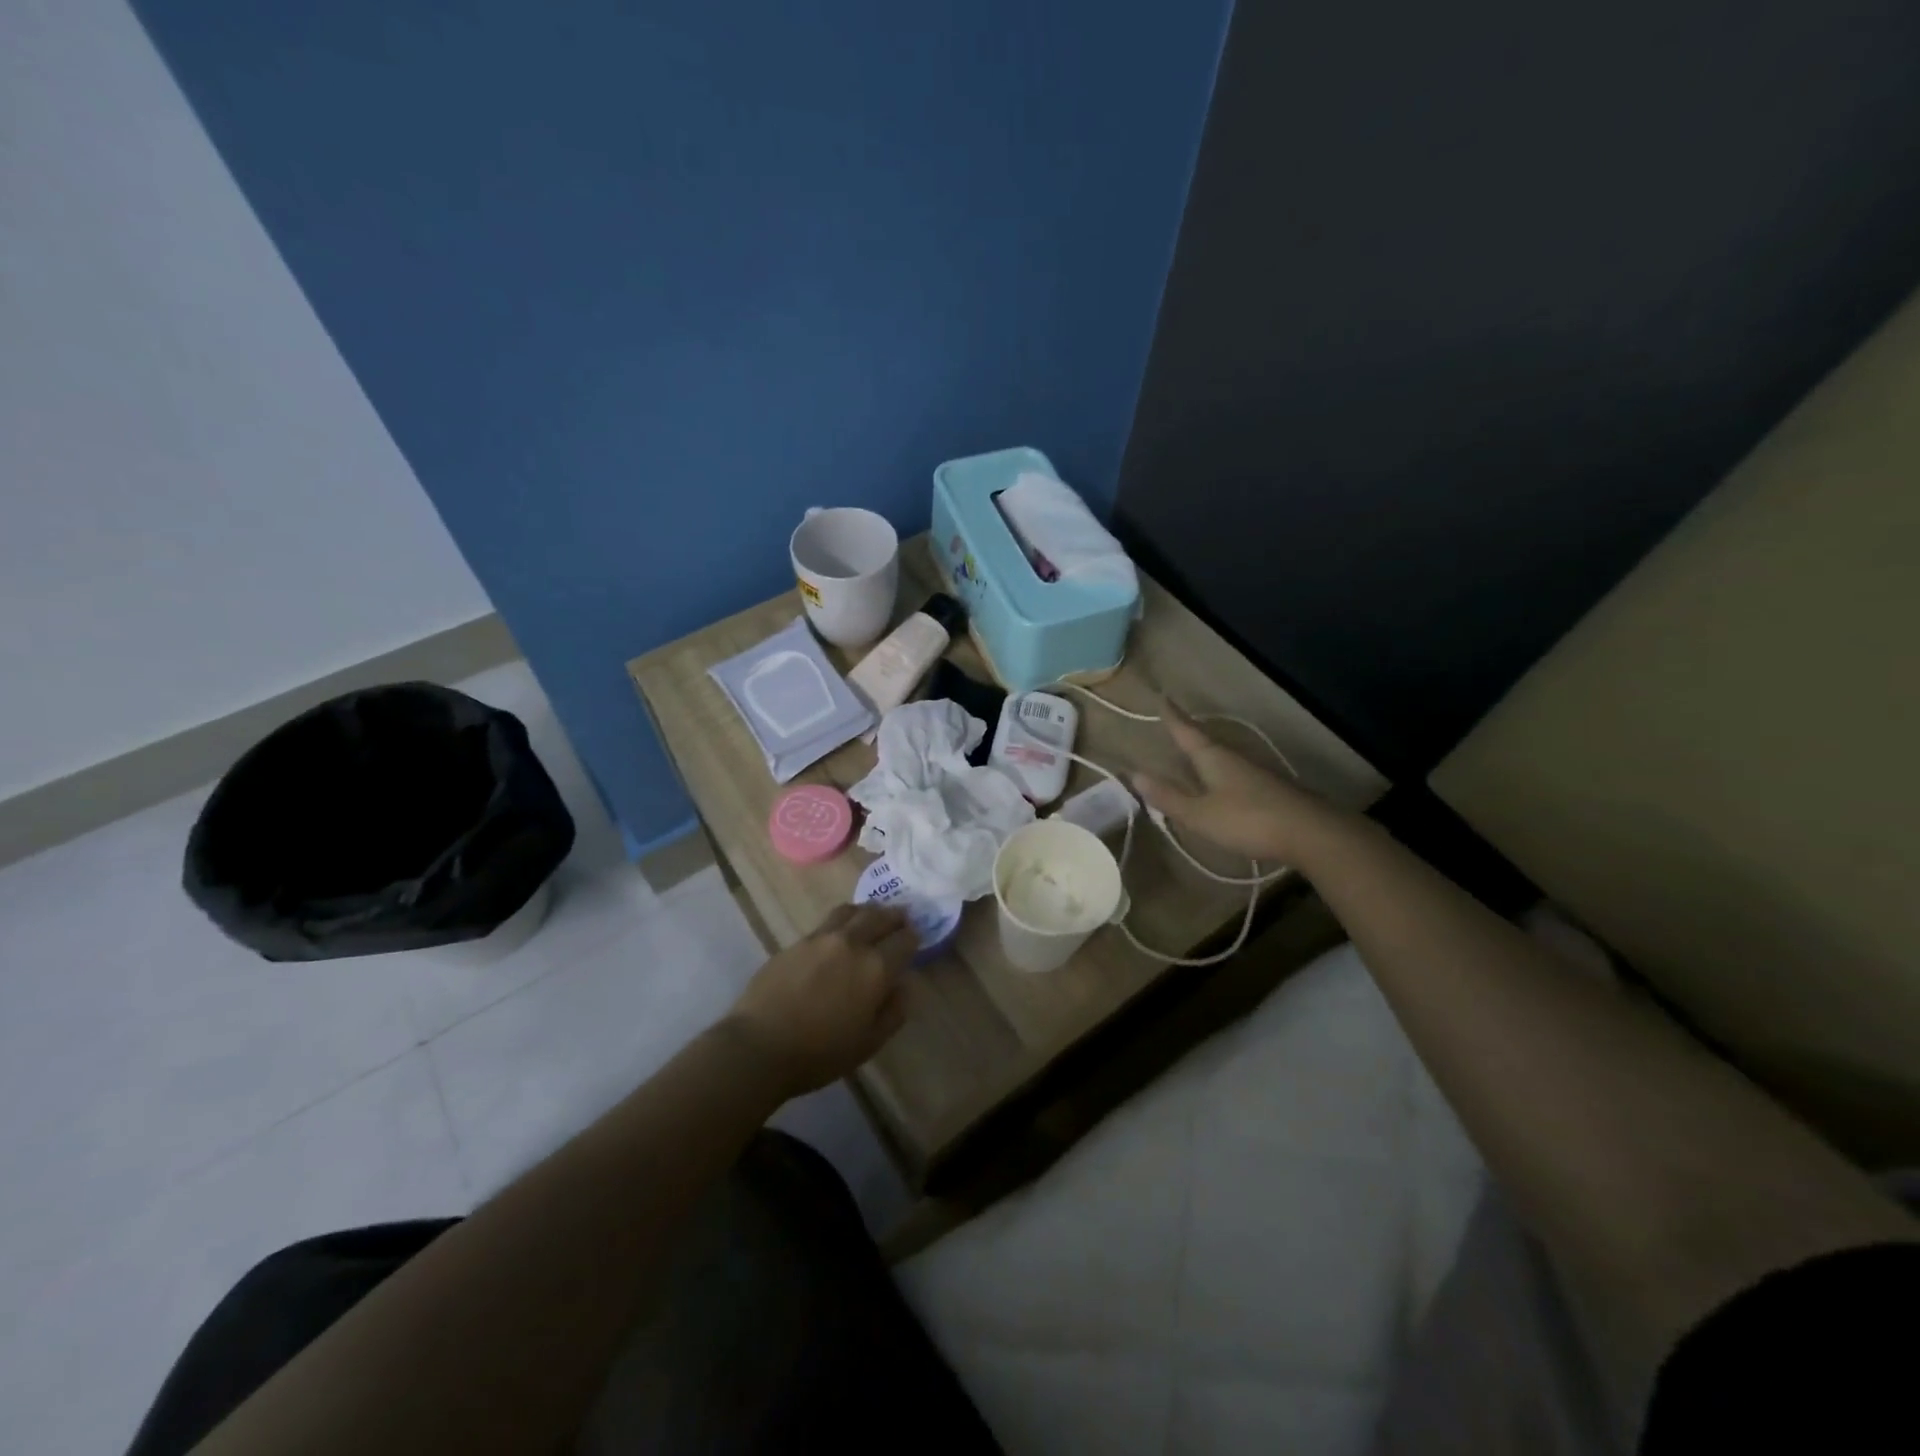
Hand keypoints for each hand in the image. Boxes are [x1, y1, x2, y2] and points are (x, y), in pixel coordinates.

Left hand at [725, 904, 915, 1099]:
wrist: (759, 1046)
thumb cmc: (819, 1054)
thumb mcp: (868, 1043)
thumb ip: (893, 1012)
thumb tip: (903, 987)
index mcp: (876, 968)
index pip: (905, 939)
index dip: (914, 937)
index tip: (916, 939)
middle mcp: (852, 943)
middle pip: (880, 916)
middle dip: (895, 916)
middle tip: (901, 918)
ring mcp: (821, 938)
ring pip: (852, 911)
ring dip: (867, 911)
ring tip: (871, 917)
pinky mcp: (797, 942)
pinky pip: (828, 922)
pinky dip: (842, 921)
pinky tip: (839, 933)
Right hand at [1132, 703, 1340, 865]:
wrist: (1310, 833)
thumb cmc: (1247, 819)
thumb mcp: (1199, 814)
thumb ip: (1169, 796)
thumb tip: (1134, 774)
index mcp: (1213, 758)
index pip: (1187, 731)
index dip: (1173, 717)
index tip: (1163, 698)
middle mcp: (1234, 758)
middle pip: (1207, 742)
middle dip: (1189, 735)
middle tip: (1174, 726)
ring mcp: (1256, 774)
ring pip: (1224, 759)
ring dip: (1206, 756)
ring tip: (1193, 756)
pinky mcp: (1270, 791)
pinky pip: (1237, 775)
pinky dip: (1222, 775)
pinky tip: (1222, 786)